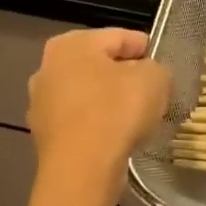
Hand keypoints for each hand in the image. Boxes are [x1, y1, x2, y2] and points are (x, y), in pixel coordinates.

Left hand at [27, 28, 170, 181]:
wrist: (82, 168)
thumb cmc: (117, 111)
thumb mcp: (155, 79)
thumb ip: (155, 68)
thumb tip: (146, 74)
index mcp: (73, 43)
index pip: (121, 37)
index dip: (147, 50)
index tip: (164, 68)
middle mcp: (48, 66)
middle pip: (100, 65)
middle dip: (125, 76)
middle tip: (152, 93)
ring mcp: (41, 102)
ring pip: (88, 94)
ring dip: (110, 101)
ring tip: (136, 118)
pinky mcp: (43, 134)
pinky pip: (80, 120)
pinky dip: (97, 124)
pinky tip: (116, 137)